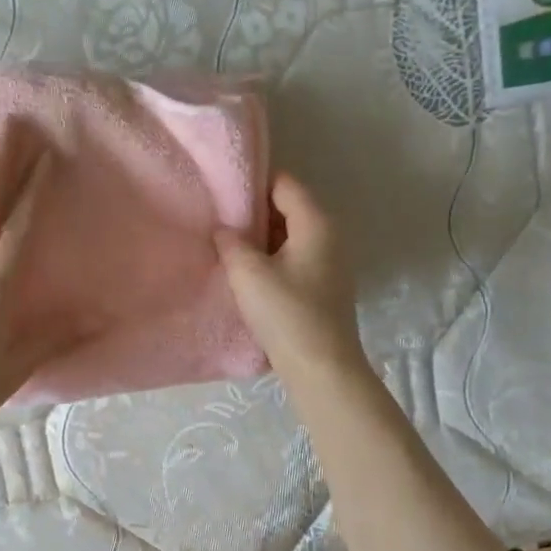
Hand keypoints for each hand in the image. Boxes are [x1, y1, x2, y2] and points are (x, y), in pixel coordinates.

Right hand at [215, 172, 366, 383]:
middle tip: (220, 220)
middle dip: (255, 212)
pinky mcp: (324, 286)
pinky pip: (295, 257)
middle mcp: (329, 235)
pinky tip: (249, 273)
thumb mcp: (248, 273)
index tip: (223, 192)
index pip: (284, 183)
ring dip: (262, 238)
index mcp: (316, 222)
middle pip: (289, 207)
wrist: (321, 367)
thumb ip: (231, 243)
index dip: (253, 183)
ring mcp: (330, 262)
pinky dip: (273, 257)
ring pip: (291, 235)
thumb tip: (224, 229)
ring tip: (229, 245)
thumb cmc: (286, 313)